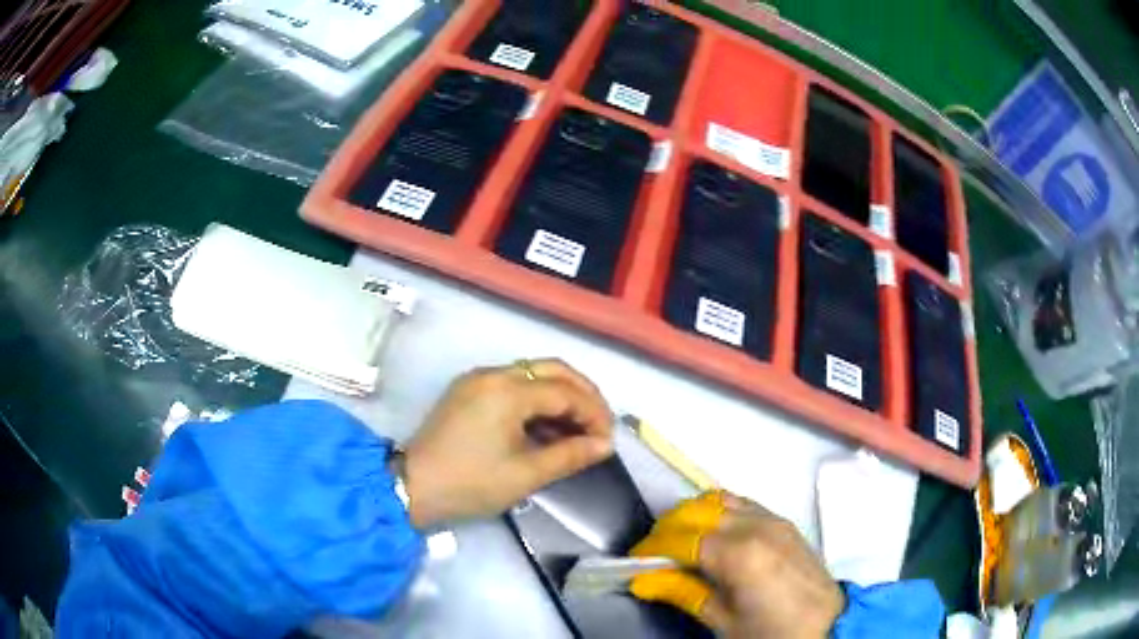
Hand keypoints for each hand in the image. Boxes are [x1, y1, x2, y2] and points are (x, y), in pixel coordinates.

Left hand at [403, 359, 612, 527]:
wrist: (412, 487)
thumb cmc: (471, 484)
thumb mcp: (526, 475)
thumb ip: (570, 455)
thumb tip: (604, 445)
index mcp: (507, 390)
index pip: (566, 392)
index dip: (594, 413)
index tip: (608, 441)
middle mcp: (493, 373)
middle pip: (553, 369)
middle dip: (583, 394)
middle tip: (599, 424)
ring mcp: (477, 379)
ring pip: (533, 374)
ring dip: (560, 396)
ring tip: (577, 430)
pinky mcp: (468, 390)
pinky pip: (513, 384)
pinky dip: (536, 400)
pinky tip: (546, 426)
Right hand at [630, 492, 845, 638]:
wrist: (828, 625)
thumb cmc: (772, 632)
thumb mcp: (723, 621)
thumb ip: (684, 593)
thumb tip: (642, 581)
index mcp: (739, 554)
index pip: (680, 539)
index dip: (651, 548)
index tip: (633, 563)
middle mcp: (755, 525)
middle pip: (696, 511)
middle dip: (666, 528)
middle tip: (652, 556)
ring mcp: (772, 518)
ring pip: (718, 500)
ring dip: (692, 516)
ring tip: (680, 543)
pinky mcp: (783, 521)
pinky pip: (742, 504)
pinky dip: (717, 512)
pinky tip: (712, 536)